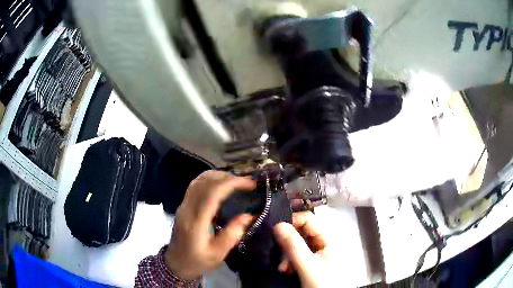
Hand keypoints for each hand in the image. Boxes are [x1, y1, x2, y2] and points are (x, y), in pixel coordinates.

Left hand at [165, 170, 255, 279]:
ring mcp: (183, 205)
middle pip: (205, 182)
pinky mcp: (183, 206)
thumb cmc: (198, 261)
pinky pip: (195, 185)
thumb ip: (232, 234)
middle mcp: (187, 208)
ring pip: (198, 181)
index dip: (232, 183)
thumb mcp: (218, 253)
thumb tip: (249, 215)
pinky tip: (220, 185)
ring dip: (218, 176)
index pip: (212, 193)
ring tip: (236, 181)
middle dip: (227, 177)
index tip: (250, 183)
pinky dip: (210, 180)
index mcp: (196, 221)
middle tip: (246, 182)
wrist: (176, 264)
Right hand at [274, 211, 336, 287]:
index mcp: (327, 240)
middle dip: (286, 244)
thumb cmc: (322, 284)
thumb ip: (294, 246)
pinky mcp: (307, 265)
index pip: (308, 220)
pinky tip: (285, 271)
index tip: (275, 231)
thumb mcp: (309, 266)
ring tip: (282, 268)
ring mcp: (314, 255)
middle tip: (278, 256)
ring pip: (294, 246)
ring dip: (285, 255)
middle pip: (299, 233)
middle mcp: (321, 244)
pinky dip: (287, 263)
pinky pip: (293, 257)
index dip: (292, 222)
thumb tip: (278, 224)